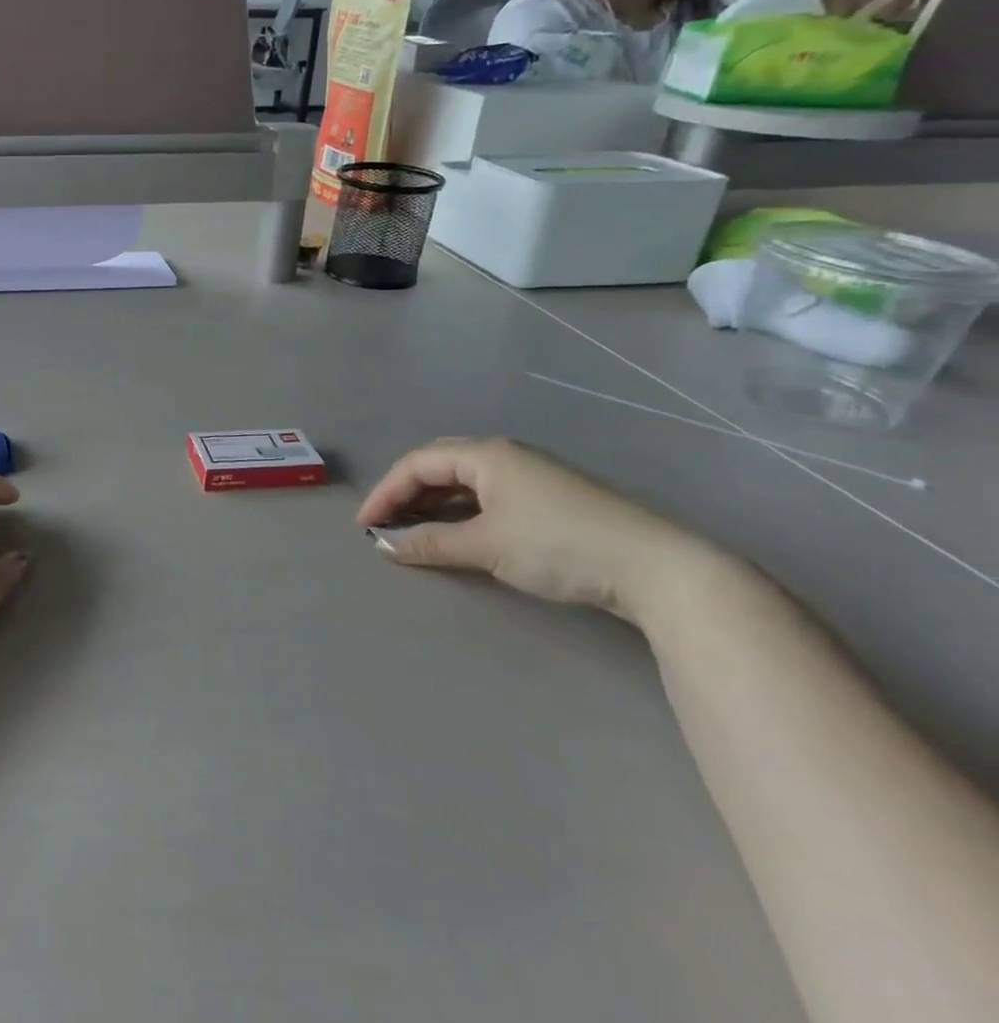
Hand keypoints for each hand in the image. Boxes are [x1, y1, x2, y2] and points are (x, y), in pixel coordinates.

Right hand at [356, 438, 729, 626]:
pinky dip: (461, 511)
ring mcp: (531, 476)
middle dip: (406, 492)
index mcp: (486, 454)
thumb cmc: (560, 545)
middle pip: (438, 465)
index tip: (365, 525)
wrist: (658, 568)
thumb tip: (383, 545)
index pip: (417, 463)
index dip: (386, 492)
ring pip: (465, 482)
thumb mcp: (487, 546)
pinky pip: (488, 496)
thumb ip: (430, 542)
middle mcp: (505, 455)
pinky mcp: (551, 499)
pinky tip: (458, 532)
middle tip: (385, 523)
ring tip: (414, 530)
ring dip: (433, 503)